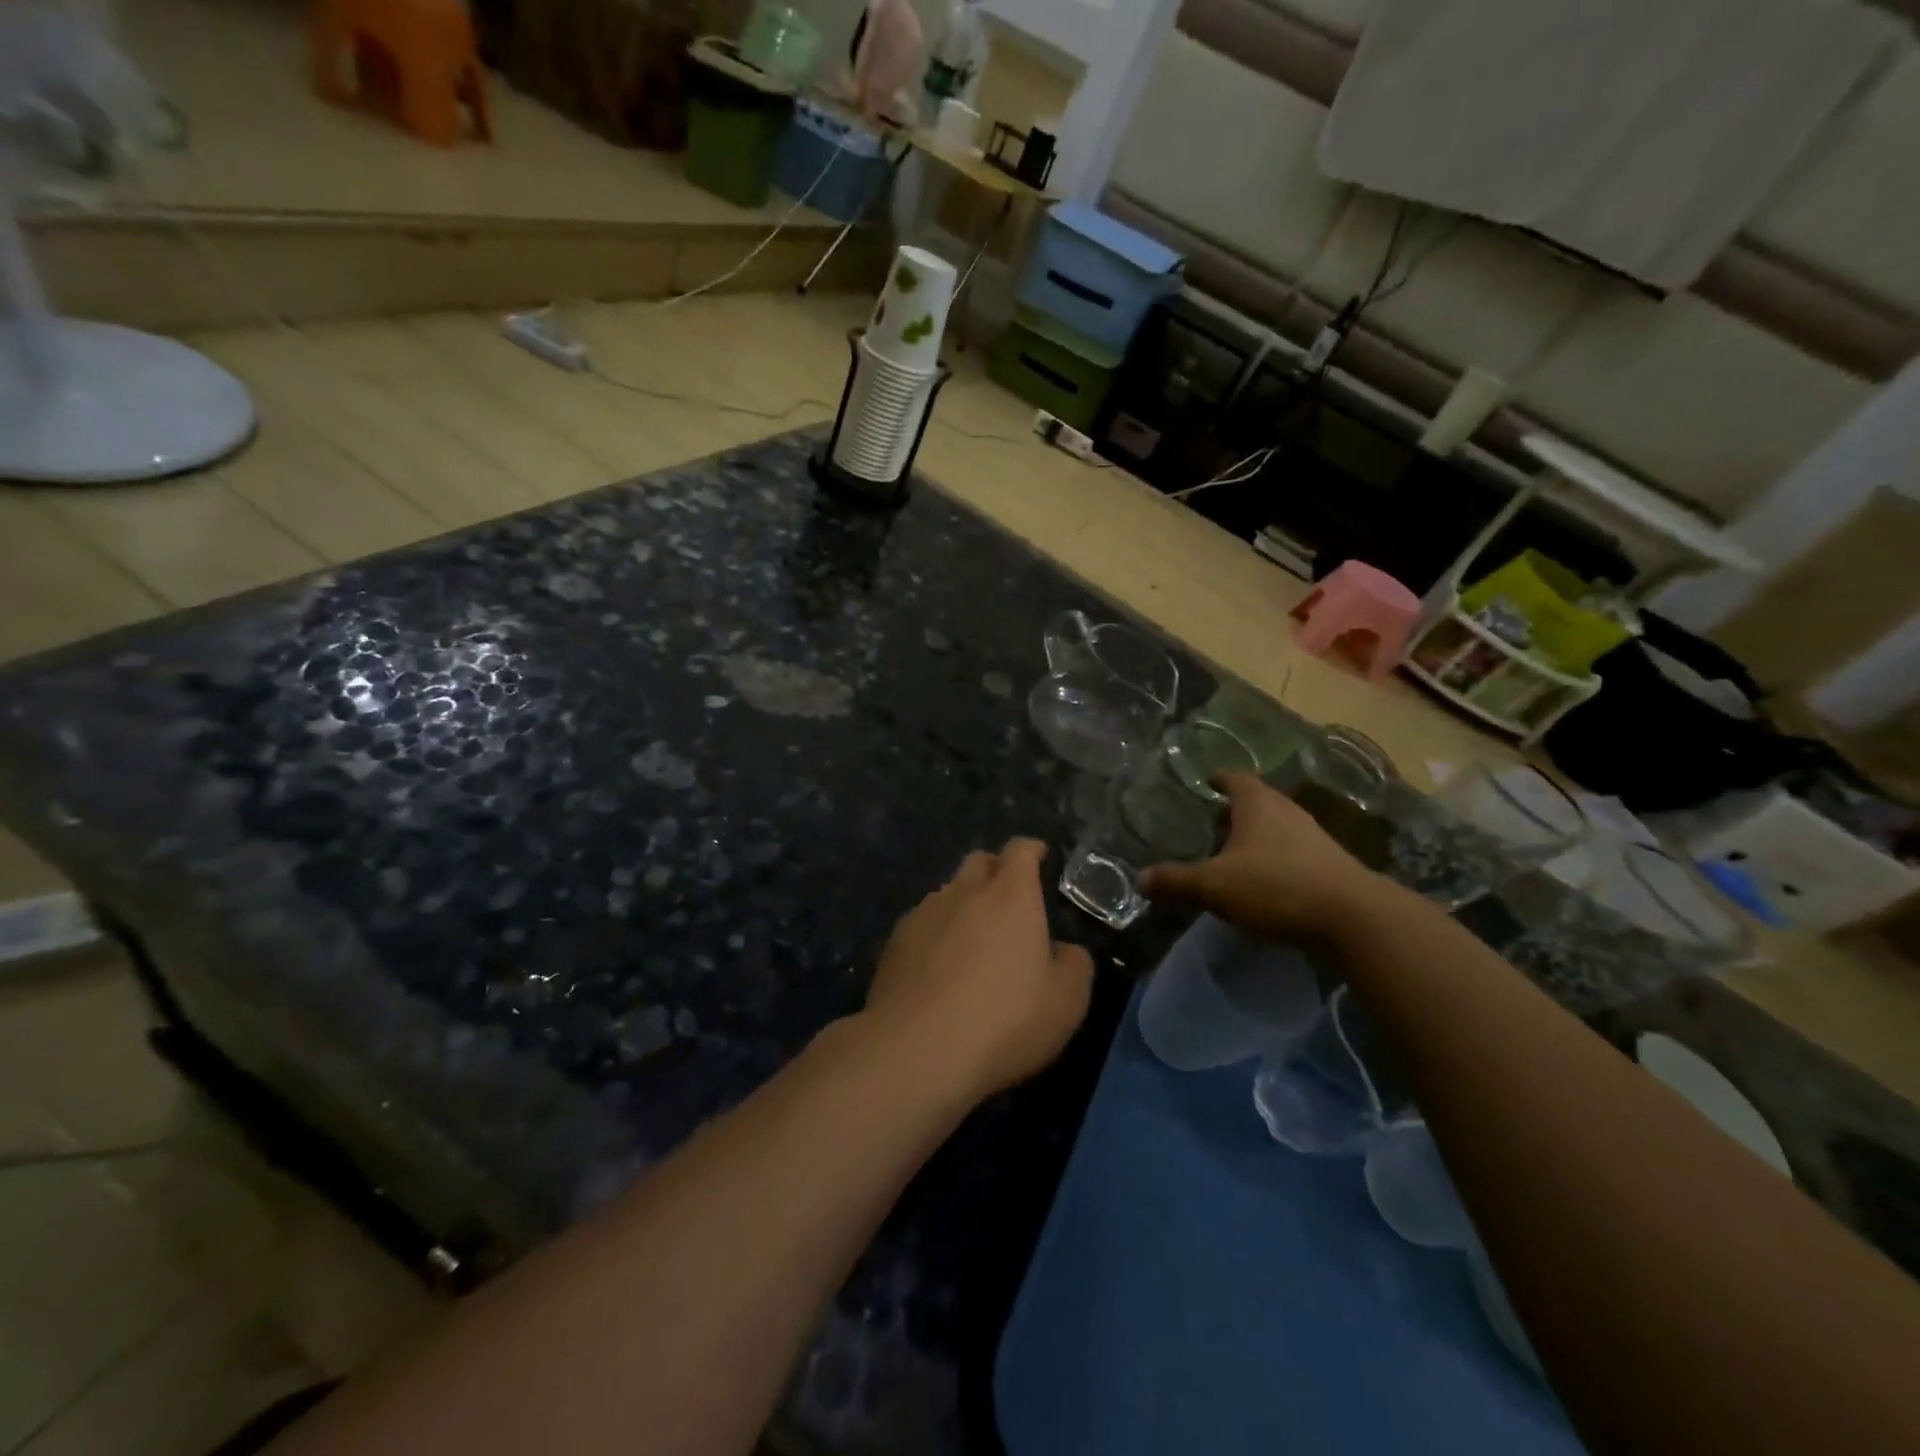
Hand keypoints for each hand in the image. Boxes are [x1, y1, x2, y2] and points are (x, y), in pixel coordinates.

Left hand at [861, 838, 1093, 1102]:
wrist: (917, 1050)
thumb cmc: (1004, 1021)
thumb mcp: (1066, 1002)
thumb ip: (1074, 964)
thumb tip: (1064, 950)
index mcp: (1010, 895)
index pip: (1020, 851)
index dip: (1032, 850)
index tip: (1040, 857)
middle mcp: (964, 891)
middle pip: (979, 862)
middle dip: (996, 870)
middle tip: (1009, 900)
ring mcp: (924, 914)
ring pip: (948, 893)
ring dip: (964, 905)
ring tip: (973, 941)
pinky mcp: (894, 942)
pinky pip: (923, 924)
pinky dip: (936, 934)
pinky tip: (939, 968)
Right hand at [1138, 772, 1383, 943]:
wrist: (1352, 917)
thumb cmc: (1275, 886)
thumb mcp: (1214, 886)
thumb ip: (1176, 881)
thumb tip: (1140, 879)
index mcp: (1258, 803)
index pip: (1235, 777)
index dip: (1218, 779)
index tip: (1205, 784)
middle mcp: (1287, 811)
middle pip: (1257, 802)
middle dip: (1234, 812)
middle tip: (1210, 825)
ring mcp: (1314, 837)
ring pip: (1277, 828)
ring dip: (1257, 838)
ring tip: (1233, 856)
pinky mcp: (1330, 865)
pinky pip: (1294, 853)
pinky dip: (1276, 861)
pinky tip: (1264, 883)